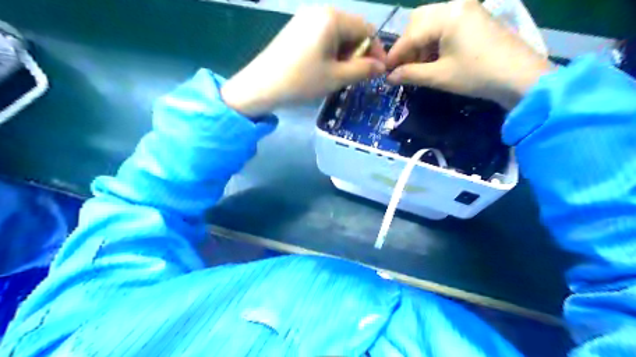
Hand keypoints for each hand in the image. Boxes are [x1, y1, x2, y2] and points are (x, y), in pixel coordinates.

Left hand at [222, 5, 389, 116]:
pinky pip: (322, 37)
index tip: (378, 72)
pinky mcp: (295, 29)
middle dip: (359, 53)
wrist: (260, 86)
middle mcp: (319, 11)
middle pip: (351, 30)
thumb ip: (363, 70)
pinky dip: (330, 52)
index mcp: (332, 18)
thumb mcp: (336, 77)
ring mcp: (305, 19)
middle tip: (356, 76)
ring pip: (337, 35)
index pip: (366, 29)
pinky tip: (324, 68)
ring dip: (345, 54)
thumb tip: (381, 67)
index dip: (376, 50)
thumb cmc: (301, 81)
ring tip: (339, 75)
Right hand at [386, 0, 553, 108]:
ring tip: (420, 66)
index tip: (384, 71)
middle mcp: (455, 5)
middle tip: (404, 67)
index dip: (394, 55)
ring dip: (420, 43)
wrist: (519, 77)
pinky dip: (434, 41)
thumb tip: (388, 77)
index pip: (410, 35)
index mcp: (446, 16)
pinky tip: (434, 58)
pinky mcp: (474, 18)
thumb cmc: (476, 75)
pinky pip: (445, 25)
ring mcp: (467, 9)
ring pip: (431, 22)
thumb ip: (410, 74)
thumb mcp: (439, 76)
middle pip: (418, 22)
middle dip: (408, 46)